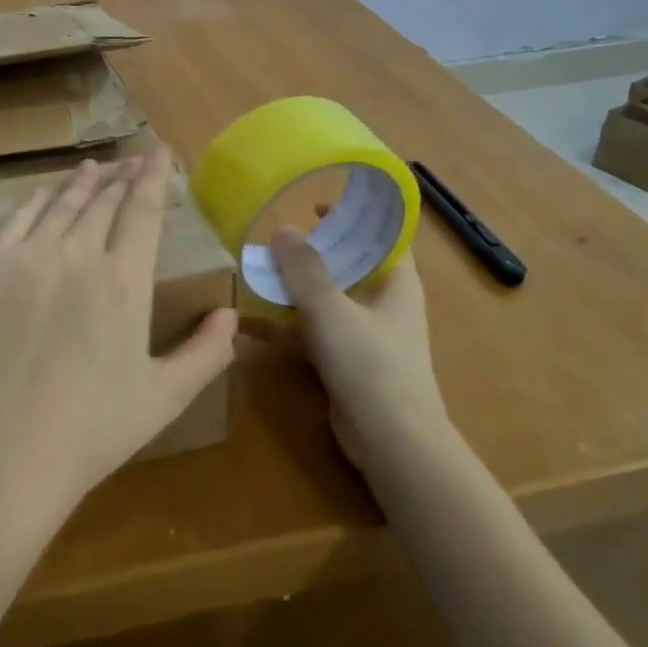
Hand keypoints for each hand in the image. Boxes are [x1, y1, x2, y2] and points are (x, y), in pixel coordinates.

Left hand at [0, 150, 238, 529]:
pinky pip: (15, 220)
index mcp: (124, 281)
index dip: (153, 178)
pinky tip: (45, 193)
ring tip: (94, 168)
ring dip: (82, 183)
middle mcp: (77, 254)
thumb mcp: (164, 398)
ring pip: (61, 205)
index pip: (143, 211)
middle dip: (121, 177)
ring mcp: (25, 258)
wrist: (0, 455)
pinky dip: (36, 201)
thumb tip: (231, 315)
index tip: (159, 154)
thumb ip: (205, 353)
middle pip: (103, 202)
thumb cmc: (90, 432)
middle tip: (130, 162)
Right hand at [270, 229, 448, 471]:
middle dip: (313, 251)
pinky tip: (251, 326)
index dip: (355, 214)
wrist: (391, 443)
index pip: (382, 234)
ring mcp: (364, 334)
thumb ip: (304, 269)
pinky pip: (313, 332)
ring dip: (294, 289)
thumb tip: (281, 229)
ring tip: (256, 274)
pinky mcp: (346, 362)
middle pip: (348, 264)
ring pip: (326, 299)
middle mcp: (383, 302)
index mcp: (396, 281)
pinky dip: (287, 327)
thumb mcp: (331, 310)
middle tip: (275, 238)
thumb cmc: (371, 365)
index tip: (317, 203)